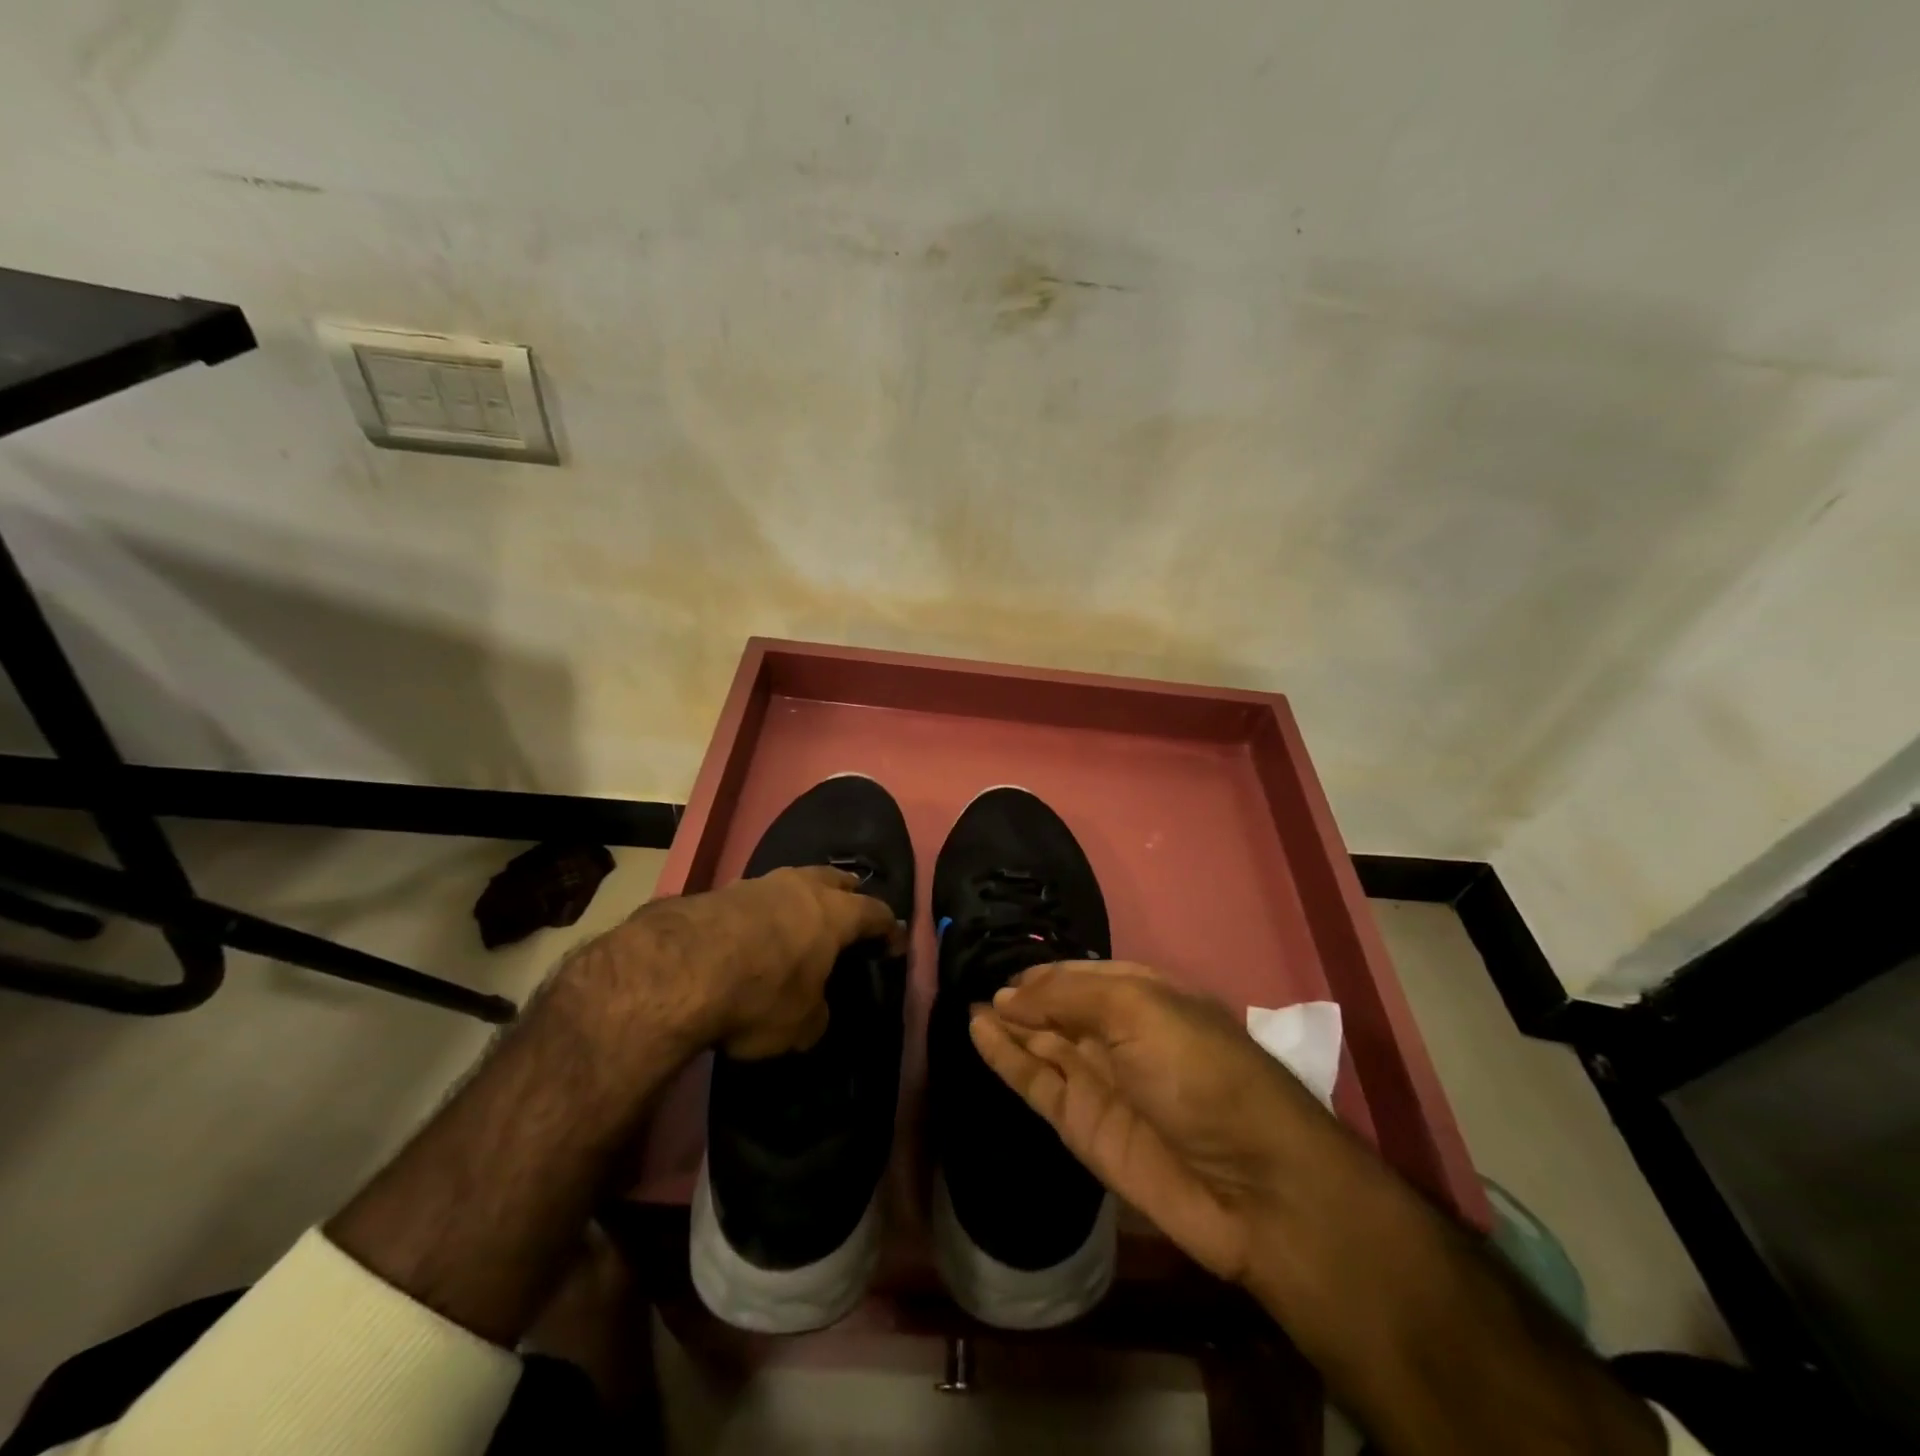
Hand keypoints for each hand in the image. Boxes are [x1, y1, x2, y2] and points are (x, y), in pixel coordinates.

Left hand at [606, 866, 902, 1058]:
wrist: (678, 969)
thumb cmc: (759, 994)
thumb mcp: (800, 1025)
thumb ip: (816, 1013)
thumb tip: (814, 1010)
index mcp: (835, 914)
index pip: (876, 914)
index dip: (889, 929)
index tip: (896, 943)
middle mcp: (801, 888)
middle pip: (835, 879)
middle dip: (849, 893)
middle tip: (853, 907)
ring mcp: (757, 884)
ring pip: (791, 882)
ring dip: (800, 899)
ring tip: (799, 917)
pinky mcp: (718, 891)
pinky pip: (754, 898)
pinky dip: (761, 912)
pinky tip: (751, 931)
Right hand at [969, 961, 1332, 1285]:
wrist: (1250, 1184)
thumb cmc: (1199, 1072)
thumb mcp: (1138, 1010)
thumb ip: (1067, 996)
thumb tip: (1008, 996)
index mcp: (1144, 996)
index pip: (1082, 975)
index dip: (1045, 972)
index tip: (1004, 966)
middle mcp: (1119, 1035)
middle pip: (1060, 1009)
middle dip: (1022, 996)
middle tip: (974, 979)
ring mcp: (1099, 1081)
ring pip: (1041, 1044)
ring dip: (1007, 1024)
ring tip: (967, 1003)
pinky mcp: (1082, 1125)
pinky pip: (1035, 1082)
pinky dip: (1005, 1059)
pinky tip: (978, 1033)